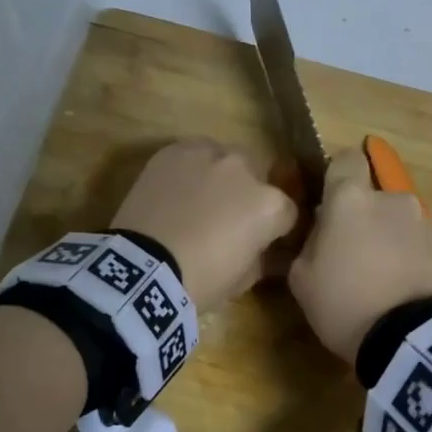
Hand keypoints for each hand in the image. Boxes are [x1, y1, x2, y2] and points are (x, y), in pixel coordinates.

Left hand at [112, 139, 297, 312]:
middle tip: (228, 220)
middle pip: (258, 177)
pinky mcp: (174, 151)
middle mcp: (245, 169)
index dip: (277, 229)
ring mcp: (209, 154)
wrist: (143, 269)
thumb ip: (262, 255)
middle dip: (249, 195)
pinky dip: (191, 169)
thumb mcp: (244, 278)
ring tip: (200, 201)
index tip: (263, 241)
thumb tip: (263, 248)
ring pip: (225, 159)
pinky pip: (193, 154)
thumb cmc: (201, 280)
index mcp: (270, 205)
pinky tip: (177, 191)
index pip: (287, 212)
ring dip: (221, 177)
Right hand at [289, 149, 431, 363]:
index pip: (345, 159)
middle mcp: (394, 200)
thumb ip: (308, 244)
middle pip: (376, 198)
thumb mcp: (302, 279)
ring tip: (386, 284)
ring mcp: (428, 224)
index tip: (329, 201)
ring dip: (392, 241)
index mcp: (351, 200)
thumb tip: (320, 233)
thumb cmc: (344, 303)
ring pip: (402, 224)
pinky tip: (408, 296)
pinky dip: (416, 263)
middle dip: (366, 219)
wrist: (412, 339)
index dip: (337, 176)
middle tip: (355, 257)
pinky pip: (425, 249)